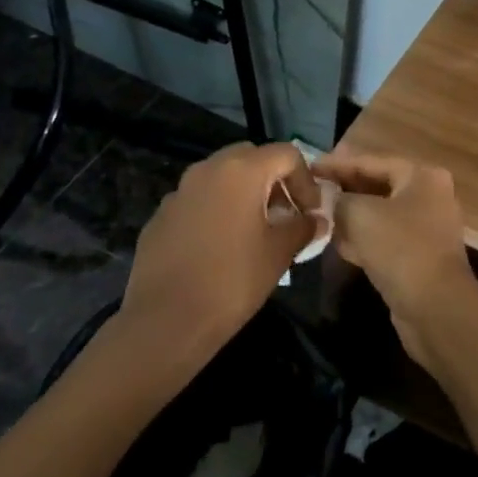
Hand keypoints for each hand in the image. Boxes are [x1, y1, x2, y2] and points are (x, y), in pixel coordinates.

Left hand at [118, 142, 318, 349]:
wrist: (165, 321)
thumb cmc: (232, 280)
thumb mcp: (279, 253)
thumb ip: (303, 227)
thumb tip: (316, 220)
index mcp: (242, 171)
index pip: (287, 154)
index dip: (306, 180)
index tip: (311, 212)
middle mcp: (207, 170)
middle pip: (251, 157)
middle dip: (274, 180)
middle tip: (285, 213)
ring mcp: (179, 192)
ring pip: (221, 178)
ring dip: (244, 194)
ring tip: (255, 231)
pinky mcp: (161, 217)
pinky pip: (198, 201)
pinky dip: (216, 211)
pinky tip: (220, 247)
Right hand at [311, 149, 477, 368]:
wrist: (435, 307)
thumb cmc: (400, 248)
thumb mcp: (361, 215)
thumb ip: (338, 200)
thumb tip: (324, 197)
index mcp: (421, 176)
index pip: (371, 161)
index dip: (337, 164)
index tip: (307, 167)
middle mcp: (428, 196)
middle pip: (376, 185)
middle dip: (343, 190)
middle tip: (309, 191)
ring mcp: (424, 227)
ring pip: (378, 214)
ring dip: (349, 215)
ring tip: (316, 215)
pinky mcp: (417, 255)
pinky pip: (383, 238)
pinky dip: (361, 238)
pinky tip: (334, 241)